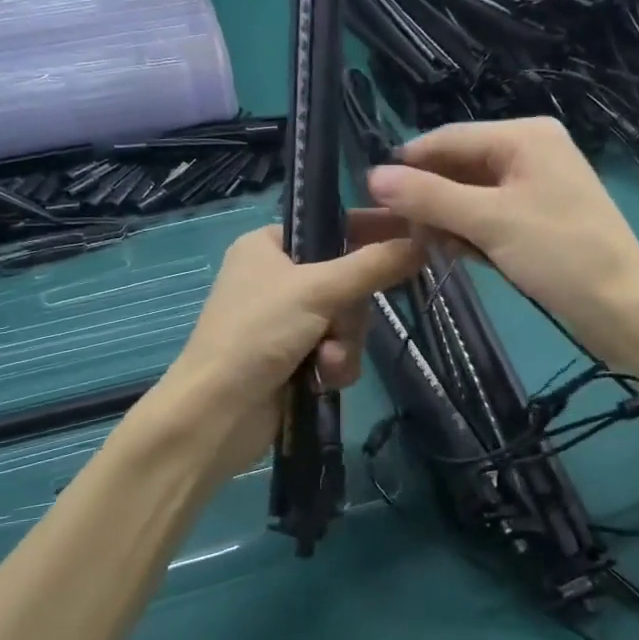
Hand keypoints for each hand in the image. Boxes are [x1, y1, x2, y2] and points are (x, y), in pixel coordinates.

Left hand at [158, 212, 425, 476]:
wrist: (217, 413)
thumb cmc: (257, 334)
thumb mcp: (317, 290)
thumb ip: (372, 266)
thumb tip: (422, 243)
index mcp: (267, 246)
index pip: (331, 226)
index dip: (370, 230)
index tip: (412, 234)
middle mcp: (276, 279)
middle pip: (346, 281)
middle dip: (350, 312)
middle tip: (340, 325)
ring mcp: (285, 321)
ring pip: (346, 320)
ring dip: (344, 343)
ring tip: (326, 361)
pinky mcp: (293, 358)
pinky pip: (337, 350)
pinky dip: (335, 365)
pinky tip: (322, 380)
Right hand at [366, 117, 638, 365]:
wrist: (623, 307)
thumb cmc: (560, 254)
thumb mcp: (490, 221)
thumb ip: (430, 197)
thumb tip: (373, 176)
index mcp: (525, 136)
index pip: (449, 138)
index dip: (407, 164)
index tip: (368, 192)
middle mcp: (530, 153)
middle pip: (459, 166)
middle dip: (425, 196)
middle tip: (386, 227)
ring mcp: (534, 188)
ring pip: (470, 195)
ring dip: (443, 218)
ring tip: (412, 243)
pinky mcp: (536, 221)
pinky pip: (488, 217)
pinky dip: (466, 233)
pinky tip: (448, 252)